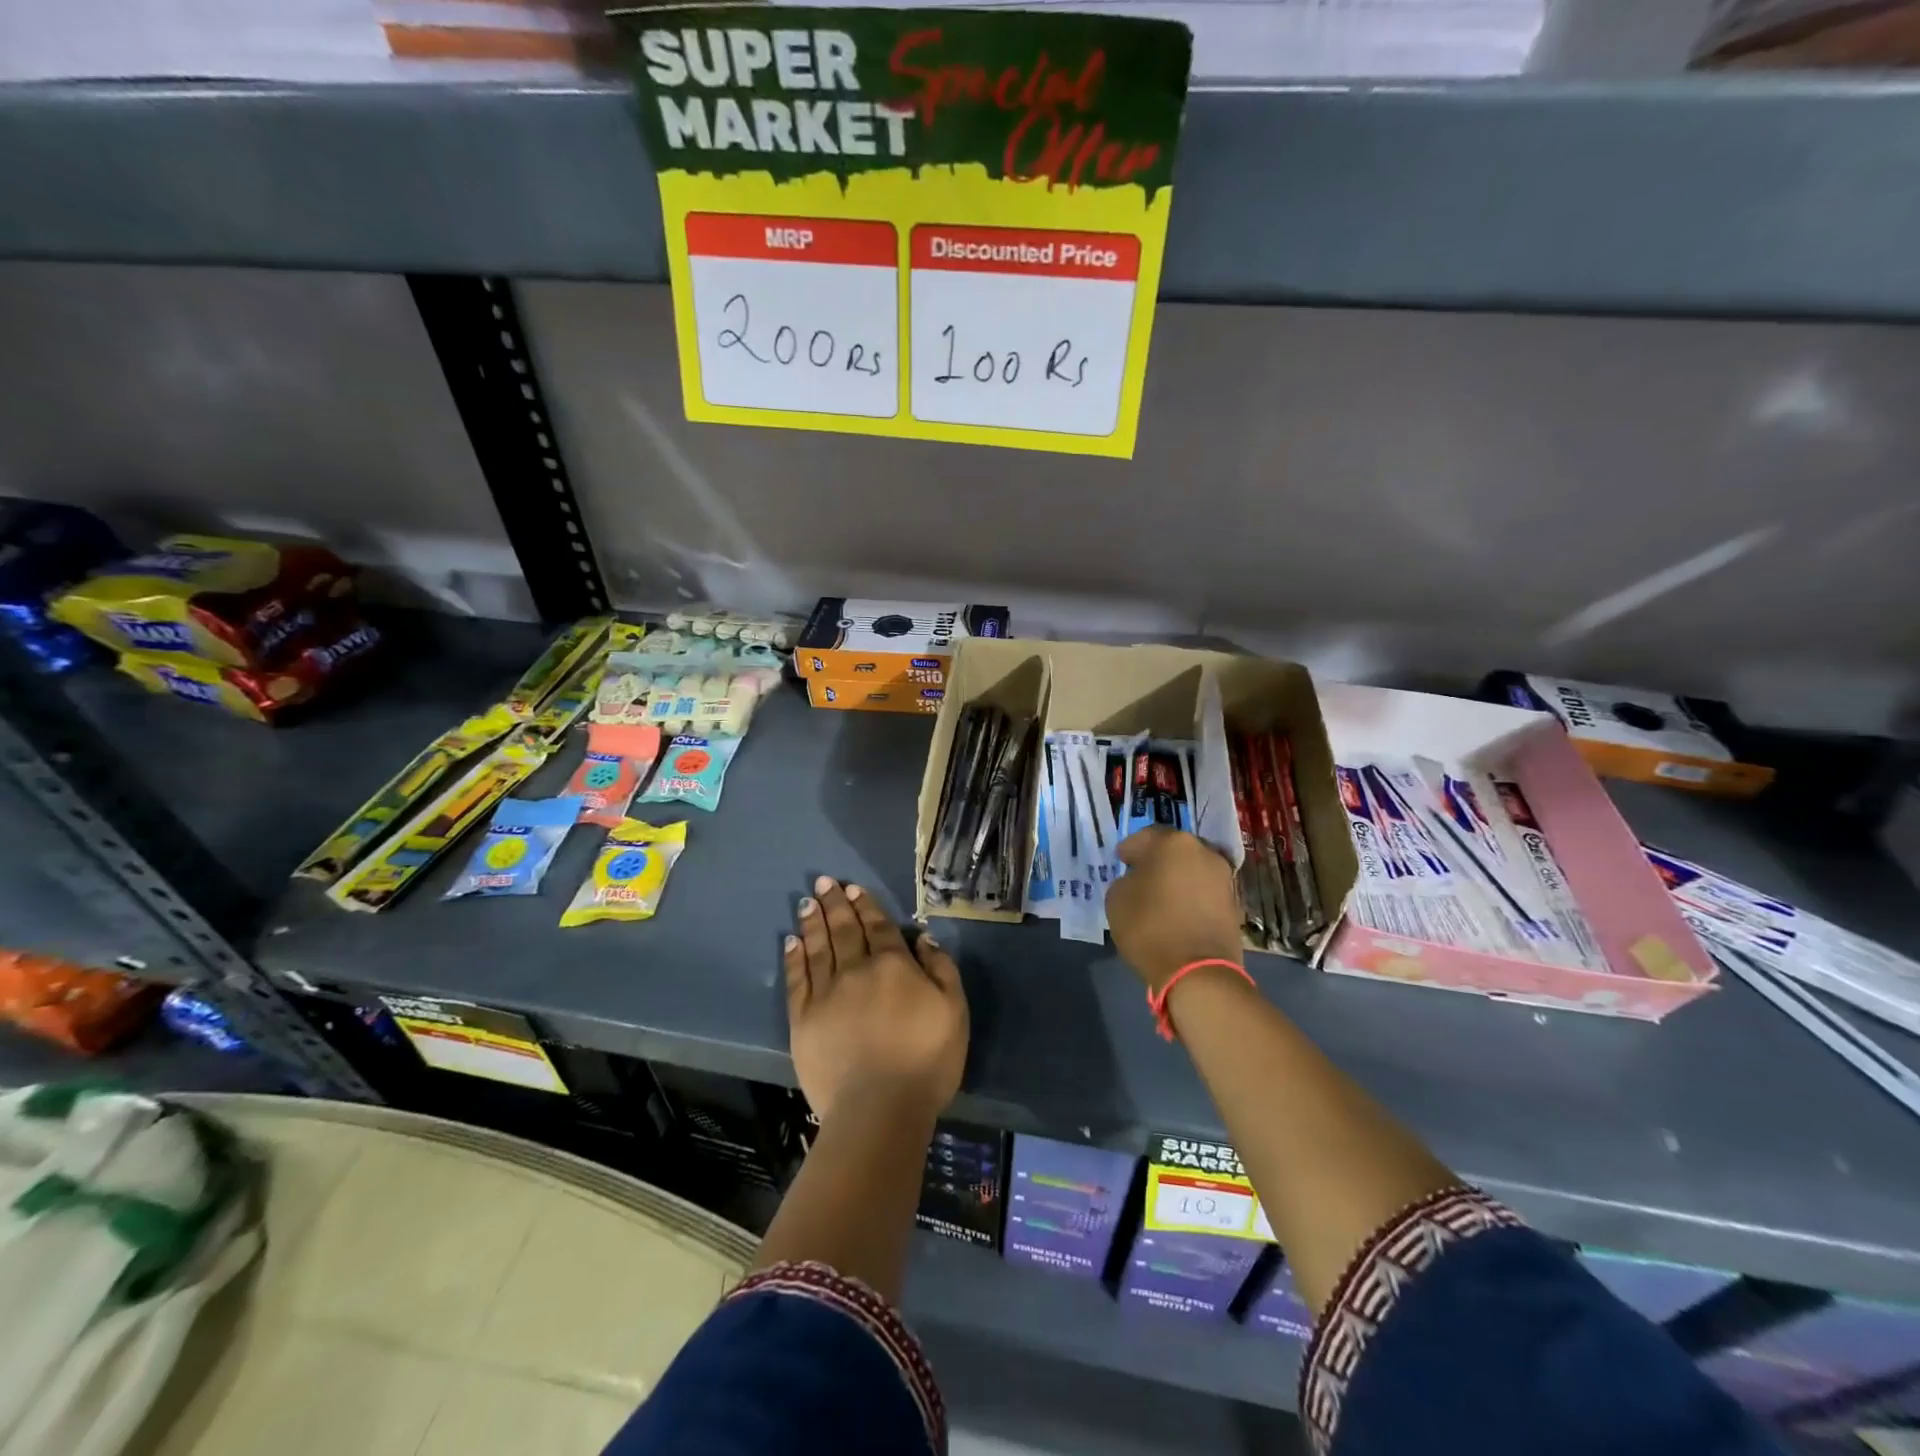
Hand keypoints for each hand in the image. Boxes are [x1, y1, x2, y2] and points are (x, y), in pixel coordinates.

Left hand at [785, 875, 968, 1124]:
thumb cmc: (926, 1061)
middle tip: (823, 882)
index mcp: (893, 965)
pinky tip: (791, 942)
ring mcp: (826, 993)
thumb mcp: (954, 1010)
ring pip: (817, 947)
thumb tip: (922, 937)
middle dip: (834, 904)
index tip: (853, 888)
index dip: (866, 905)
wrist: (879, 1109)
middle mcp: (856, 970)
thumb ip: (941, 968)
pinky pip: (797, 979)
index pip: (878, 927)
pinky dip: (794, 958)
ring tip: (806, 902)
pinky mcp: (803, 1019)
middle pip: (844, 930)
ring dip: (812, 922)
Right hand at [1106, 828, 1245, 992]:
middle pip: (1174, 850)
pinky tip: (1180, 914)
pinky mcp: (1235, 903)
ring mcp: (1224, 877)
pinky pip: (1205, 892)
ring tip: (1163, 899)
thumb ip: (1127, 880)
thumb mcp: (1117, 898)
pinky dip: (1193, 898)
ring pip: (1193, 870)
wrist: (1198, 971)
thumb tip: (1139, 880)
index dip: (1129, 850)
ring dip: (1178, 879)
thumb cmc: (1150, 926)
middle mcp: (1204, 851)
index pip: (1144, 836)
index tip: (1121, 862)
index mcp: (1173, 842)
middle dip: (1158, 861)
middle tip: (1142, 878)